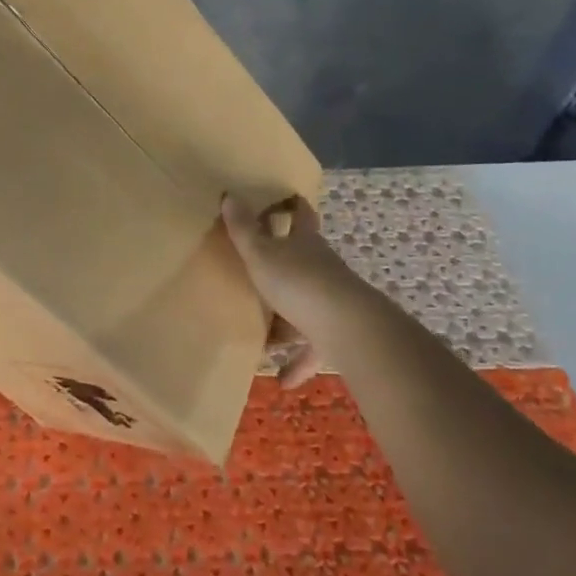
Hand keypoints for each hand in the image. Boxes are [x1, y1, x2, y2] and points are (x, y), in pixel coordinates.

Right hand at [222, 194, 382, 388]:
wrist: (346, 327)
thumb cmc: (299, 282)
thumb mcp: (261, 254)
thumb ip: (244, 230)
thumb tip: (229, 195)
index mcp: (305, 243)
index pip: (302, 215)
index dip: (294, 206)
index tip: (286, 199)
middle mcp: (322, 267)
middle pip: (305, 260)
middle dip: (287, 265)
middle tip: (260, 271)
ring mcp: (332, 301)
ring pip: (308, 306)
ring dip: (289, 321)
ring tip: (265, 338)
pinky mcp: (337, 334)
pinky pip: (314, 347)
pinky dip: (299, 363)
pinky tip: (283, 380)